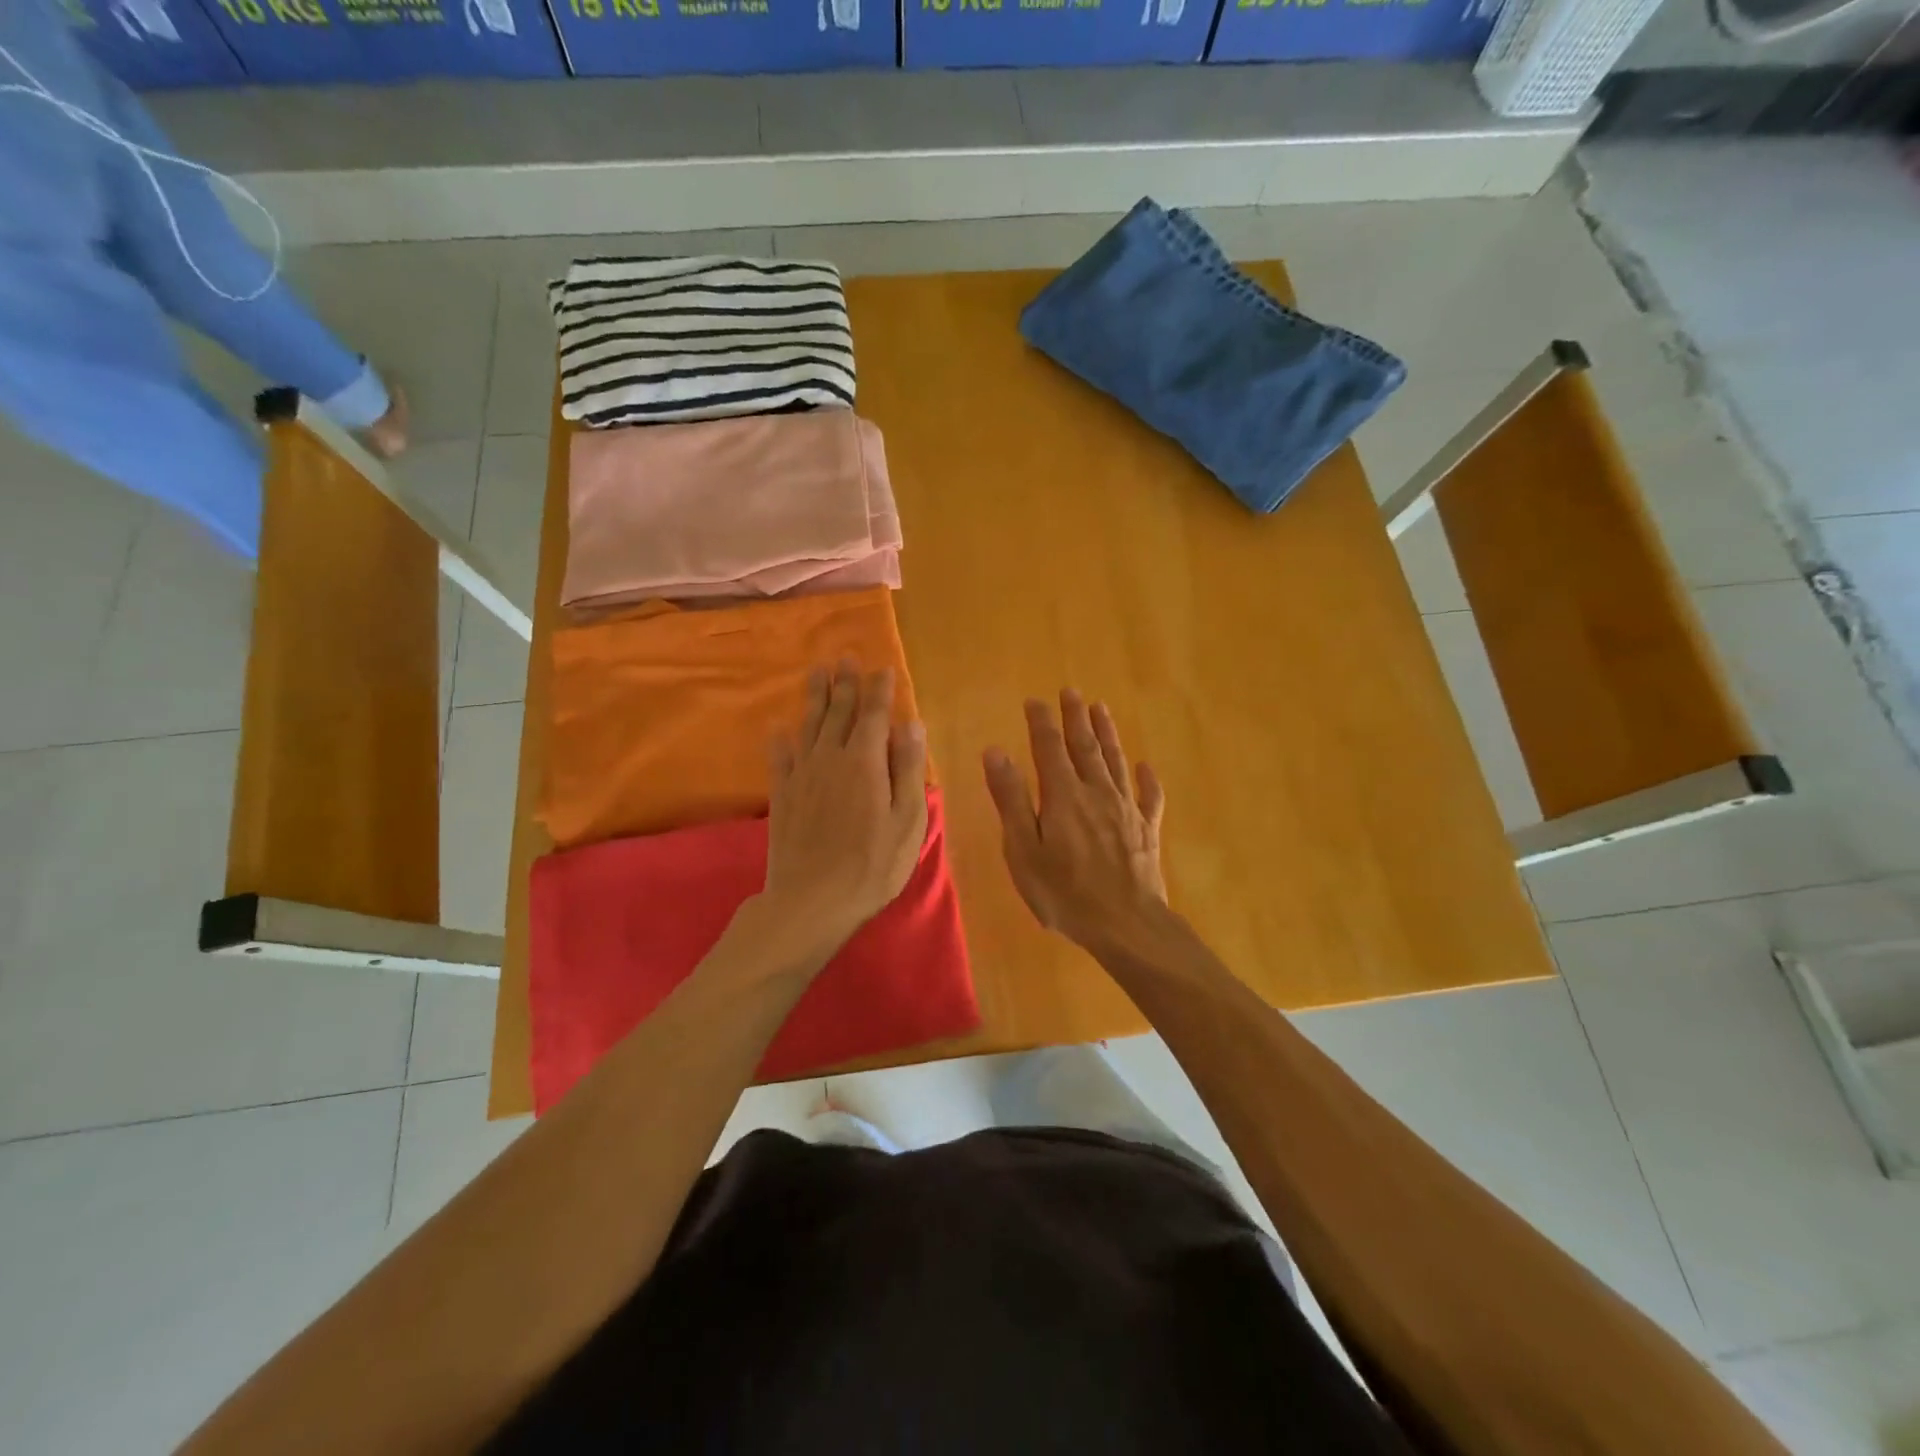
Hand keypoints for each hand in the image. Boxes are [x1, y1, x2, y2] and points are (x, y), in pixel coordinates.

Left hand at [759, 661, 929, 967]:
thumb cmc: (872, 864)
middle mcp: (830, 758)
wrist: (812, 900)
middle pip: (838, 713)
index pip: (874, 715)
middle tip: (845, 658)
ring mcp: (802, 776)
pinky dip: (780, 740)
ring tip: (817, 673)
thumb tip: (910, 724)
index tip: (883, 669)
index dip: (879, 690)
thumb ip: (907, 768)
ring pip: (809, 727)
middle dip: (845, 684)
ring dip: (814, 698)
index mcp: (865, 761)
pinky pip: (780, 759)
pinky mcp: (782, 797)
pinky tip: (778, 729)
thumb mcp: (907, 820)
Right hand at [983, 690, 1166, 952]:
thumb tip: (995, 752)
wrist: (1127, 925)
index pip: (1049, 748)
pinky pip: (1148, 796)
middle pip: (1085, 746)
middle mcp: (1097, 792)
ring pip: (1116, 762)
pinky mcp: (1147, 830)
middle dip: (1076, 717)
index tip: (1035, 700)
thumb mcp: (1023, 850)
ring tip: (1101, 710)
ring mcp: (1126, 810)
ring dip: (1107, 734)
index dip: (1042, 722)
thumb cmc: (1065, 893)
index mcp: (1063, 796)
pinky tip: (1145, 767)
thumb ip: (1011, 799)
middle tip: (1072, 692)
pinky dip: (1147, 778)